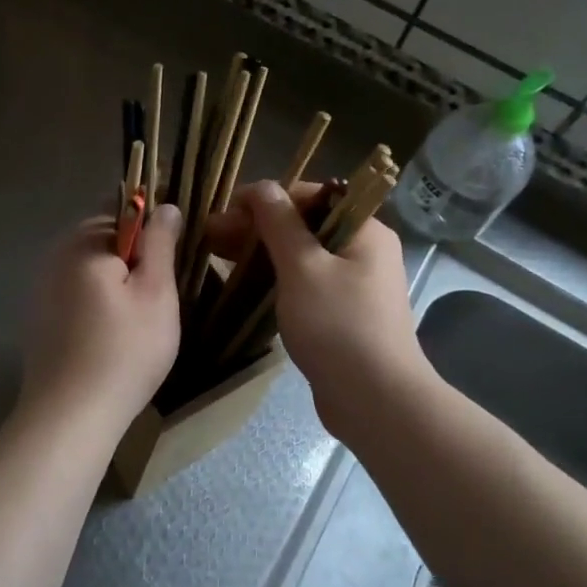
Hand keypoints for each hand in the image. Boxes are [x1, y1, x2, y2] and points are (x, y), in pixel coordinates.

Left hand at [20, 203, 183, 424]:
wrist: (70, 416)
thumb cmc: (124, 350)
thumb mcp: (156, 292)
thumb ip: (160, 243)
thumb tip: (165, 206)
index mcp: (84, 241)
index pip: (123, 206)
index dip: (153, 222)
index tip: (174, 253)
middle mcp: (55, 255)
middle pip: (105, 237)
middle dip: (135, 255)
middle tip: (162, 293)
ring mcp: (42, 287)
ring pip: (91, 267)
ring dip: (117, 280)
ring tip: (141, 318)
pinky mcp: (40, 317)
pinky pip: (76, 293)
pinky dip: (98, 302)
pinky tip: (111, 334)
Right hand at [207, 182, 430, 435]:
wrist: (375, 400)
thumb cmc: (338, 326)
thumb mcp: (303, 267)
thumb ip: (280, 223)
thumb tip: (262, 187)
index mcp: (364, 230)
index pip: (310, 196)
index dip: (265, 199)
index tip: (226, 214)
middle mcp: (364, 250)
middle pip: (304, 225)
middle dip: (257, 227)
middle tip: (211, 238)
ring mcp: (355, 284)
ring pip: (302, 256)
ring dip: (262, 253)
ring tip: (219, 257)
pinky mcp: (344, 314)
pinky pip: (306, 284)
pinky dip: (277, 279)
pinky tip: (246, 284)